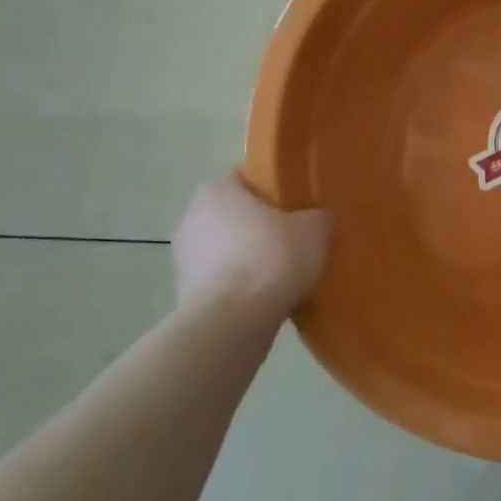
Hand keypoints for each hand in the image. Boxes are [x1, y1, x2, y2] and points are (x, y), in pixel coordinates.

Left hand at [172, 175, 327, 316]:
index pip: (249, 177)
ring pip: (229, 249)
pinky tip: (268, 297)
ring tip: (286, 272)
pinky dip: (242, 285)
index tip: (299, 204)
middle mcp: (192, 217)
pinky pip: (223, 280)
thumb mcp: (314, 229)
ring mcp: (184, 258)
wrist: (232, 322)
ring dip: (251, 258)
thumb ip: (317, 216)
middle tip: (297, 237)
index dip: (277, 189)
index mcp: (217, 189)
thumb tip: (316, 218)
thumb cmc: (271, 259)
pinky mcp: (185, 294)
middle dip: (263, 226)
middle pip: (237, 214)